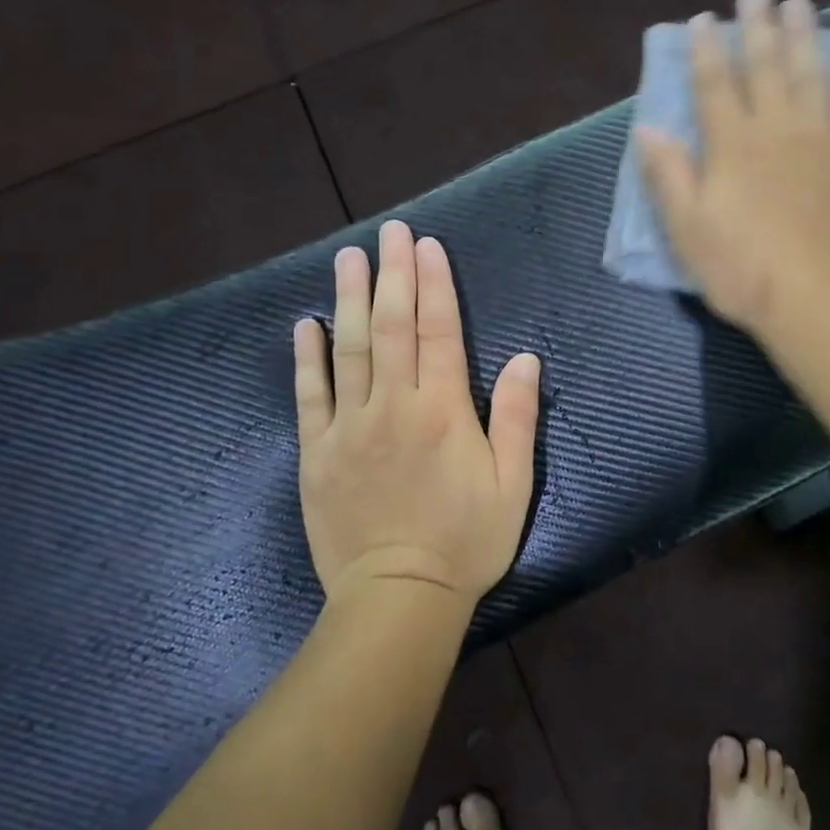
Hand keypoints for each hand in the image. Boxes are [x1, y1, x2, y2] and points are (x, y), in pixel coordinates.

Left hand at [294, 220, 540, 606]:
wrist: (398, 597)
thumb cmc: (466, 540)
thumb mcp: (512, 483)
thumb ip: (516, 417)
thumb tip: (524, 358)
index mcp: (442, 411)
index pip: (438, 332)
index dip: (434, 285)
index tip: (427, 246)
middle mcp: (392, 407)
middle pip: (392, 327)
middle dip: (393, 275)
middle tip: (389, 233)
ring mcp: (348, 427)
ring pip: (350, 350)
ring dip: (350, 300)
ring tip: (348, 258)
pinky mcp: (316, 453)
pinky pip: (309, 396)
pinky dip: (307, 358)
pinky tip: (306, 325)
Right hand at [636, 0, 829, 339]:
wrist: (822, 300)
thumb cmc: (744, 270)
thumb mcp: (688, 230)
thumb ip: (668, 175)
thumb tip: (647, 129)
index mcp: (731, 145)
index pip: (713, 85)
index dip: (706, 50)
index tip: (704, 19)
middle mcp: (777, 129)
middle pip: (766, 67)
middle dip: (759, 28)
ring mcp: (823, 141)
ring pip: (812, 77)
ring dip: (806, 38)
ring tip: (801, 5)